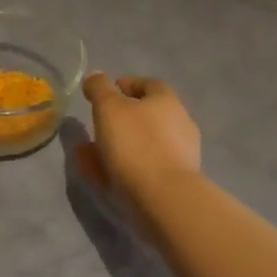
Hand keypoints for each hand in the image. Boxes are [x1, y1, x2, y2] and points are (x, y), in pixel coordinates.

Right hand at [75, 73, 202, 202]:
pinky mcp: (177, 181)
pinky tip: (105, 176)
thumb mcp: (109, 107)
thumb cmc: (136, 144)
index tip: (104, 93)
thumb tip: (96, 77)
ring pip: (145, 143)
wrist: (165, 199)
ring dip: (121, 145)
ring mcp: (182, 154)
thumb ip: (100, 89)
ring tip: (93, 155)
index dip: (125, 85)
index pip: (148, 84)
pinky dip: (126, 167)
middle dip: (121, 118)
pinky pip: (146, 167)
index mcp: (167, 100)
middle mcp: (180, 123)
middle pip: (148, 114)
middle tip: (97, 124)